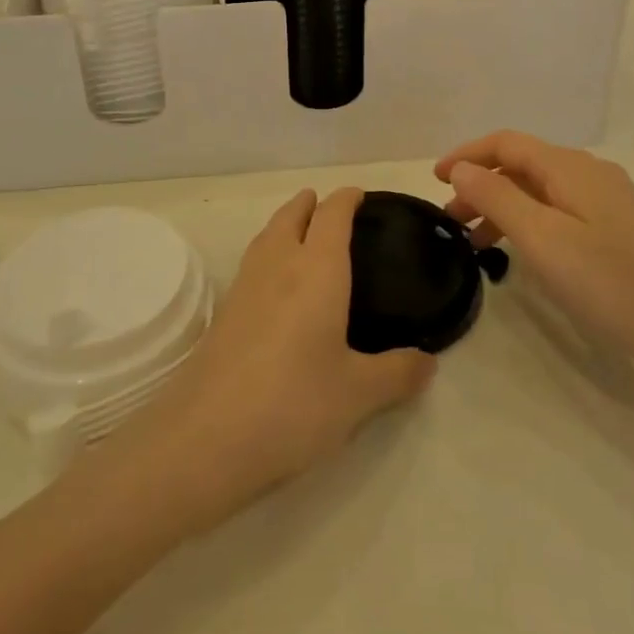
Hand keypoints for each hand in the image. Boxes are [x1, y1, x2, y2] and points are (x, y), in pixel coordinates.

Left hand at [136, 188, 435, 522]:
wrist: (205, 437)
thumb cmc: (293, 404)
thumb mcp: (358, 395)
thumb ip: (398, 373)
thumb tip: (428, 362)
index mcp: (317, 269)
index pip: (332, 215)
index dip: (346, 199)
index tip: (359, 195)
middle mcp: (278, 265)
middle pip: (291, 214)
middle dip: (310, 203)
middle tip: (329, 207)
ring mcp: (244, 286)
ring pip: (266, 235)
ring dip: (285, 223)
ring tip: (301, 233)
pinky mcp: (223, 313)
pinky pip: (252, 263)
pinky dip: (268, 253)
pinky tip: (275, 285)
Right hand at [435, 131, 633, 371]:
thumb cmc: (610, 282)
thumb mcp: (542, 239)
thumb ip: (497, 199)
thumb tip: (462, 169)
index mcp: (570, 167)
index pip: (506, 143)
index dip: (467, 155)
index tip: (434, 180)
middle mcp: (588, 172)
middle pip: (522, 164)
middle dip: (481, 184)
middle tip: (450, 219)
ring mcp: (607, 199)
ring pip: (539, 189)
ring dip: (502, 206)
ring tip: (475, 242)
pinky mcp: (617, 225)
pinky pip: (559, 209)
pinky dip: (528, 220)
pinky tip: (522, 251)